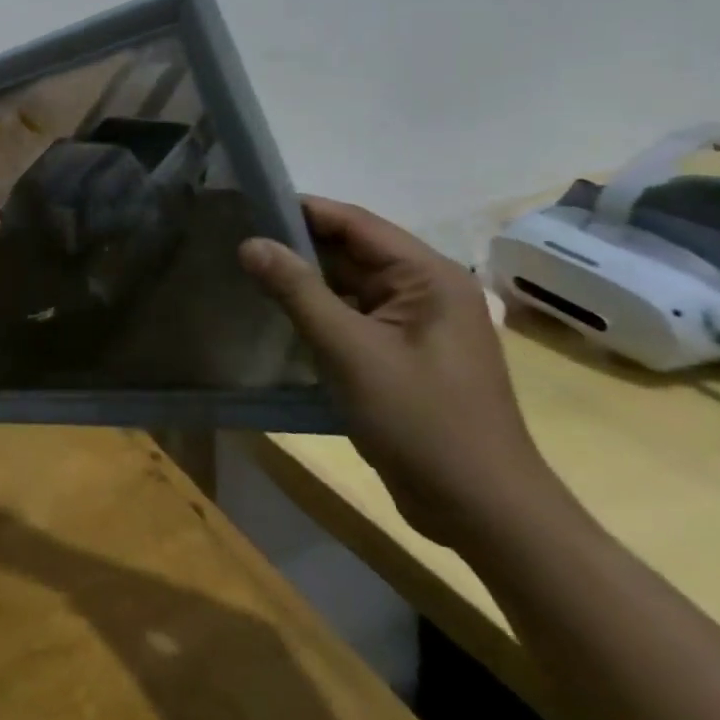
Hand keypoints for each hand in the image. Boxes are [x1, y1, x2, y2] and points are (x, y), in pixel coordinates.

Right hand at [241, 198, 561, 548]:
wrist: (484, 514)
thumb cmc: (422, 422)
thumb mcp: (350, 351)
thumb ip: (298, 291)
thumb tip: (250, 243)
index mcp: (429, 277)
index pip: (355, 223)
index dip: (301, 210)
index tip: (246, 205)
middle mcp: (426, 290)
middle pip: (351, 251)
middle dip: (296, 245)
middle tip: (234, 238)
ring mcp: (415, 325)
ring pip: (348, 285)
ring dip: (303, 279)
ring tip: (244, 269)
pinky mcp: (402, 354)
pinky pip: (352, 316)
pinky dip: (317, 311)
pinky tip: (276, 312)